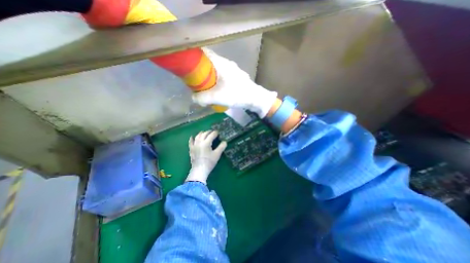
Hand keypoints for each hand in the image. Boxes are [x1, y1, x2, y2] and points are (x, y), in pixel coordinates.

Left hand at [185, 129, 227, 183]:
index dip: (215, 133)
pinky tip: (192, 137)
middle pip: (204, 134)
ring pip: (197, 136)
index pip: (211, 135)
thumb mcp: (217, 154)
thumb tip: (225, 141)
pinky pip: (191, 142)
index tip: (218, 132)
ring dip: (201, 133)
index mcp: (206, 143)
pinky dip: (192, 138)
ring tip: (204, 132)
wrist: (199, 170)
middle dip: (209, 132)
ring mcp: (194, 145)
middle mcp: (199, 142)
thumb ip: (221, 147)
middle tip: (212, 132)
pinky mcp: (191, 149)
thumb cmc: (209, 162)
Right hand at [192, 48, 275, 117]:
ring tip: (205, 86)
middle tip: (194, 79)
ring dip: (209, 76)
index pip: (204, 52)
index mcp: (220, 63)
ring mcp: (232, 70)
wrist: (255, 98)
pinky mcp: (236, 76)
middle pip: (209, 62)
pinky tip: (217, 89)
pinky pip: (222, 75)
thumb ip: (202, 98)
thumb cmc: (237, 94)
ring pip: (216, 69)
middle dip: (200, 69)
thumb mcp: (217, 97)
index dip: (193, 56)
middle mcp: (226, 63)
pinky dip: (216, 80)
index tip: (186, 65)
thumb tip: (193, 98)